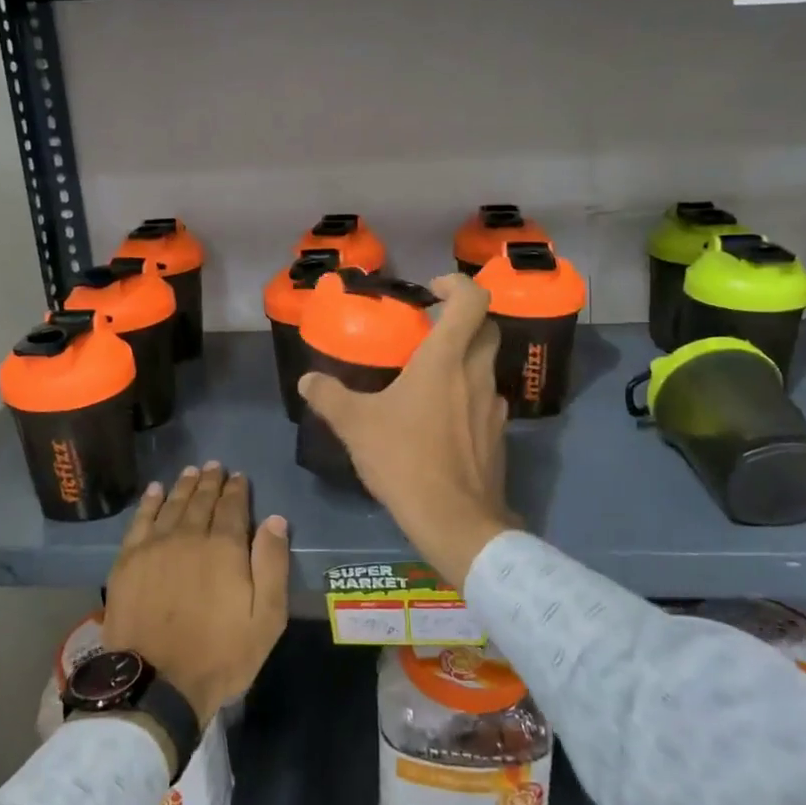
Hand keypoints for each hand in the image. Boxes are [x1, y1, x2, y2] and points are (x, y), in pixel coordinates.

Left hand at [100, 462, 289, 727]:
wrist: (157, 684)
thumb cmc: (220, 655)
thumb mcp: (266, 618)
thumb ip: (272, 565)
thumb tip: (275, 520)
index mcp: (225, 548)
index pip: (233, 507)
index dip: (237, 489)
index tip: (239, 476)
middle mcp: (189, 536)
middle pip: (202, 500)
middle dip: (211, 481)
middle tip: (215, 466)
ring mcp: (155, 547)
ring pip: (173, 505)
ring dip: (184, 486)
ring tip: (191, 471)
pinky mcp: (128, 561)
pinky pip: (140, 521)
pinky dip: (149, 503)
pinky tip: (155, 491)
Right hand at [298, 273, 512, 588]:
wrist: (455, 520)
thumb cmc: (405, 459)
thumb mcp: (355, 425)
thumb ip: (329, 397)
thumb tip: (306, 380)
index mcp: (446, 359)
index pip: (473, 300)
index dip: (457, 285)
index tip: (433, 291)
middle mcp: (477, 373)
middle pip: (485, 328)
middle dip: (462, 320)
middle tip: (430, 330)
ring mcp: (494, 405)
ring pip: (486, 365)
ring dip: (465, 360)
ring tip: (430, 378)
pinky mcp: (499, 435)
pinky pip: (486, 400)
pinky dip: (468, 395)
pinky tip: (442, 420)